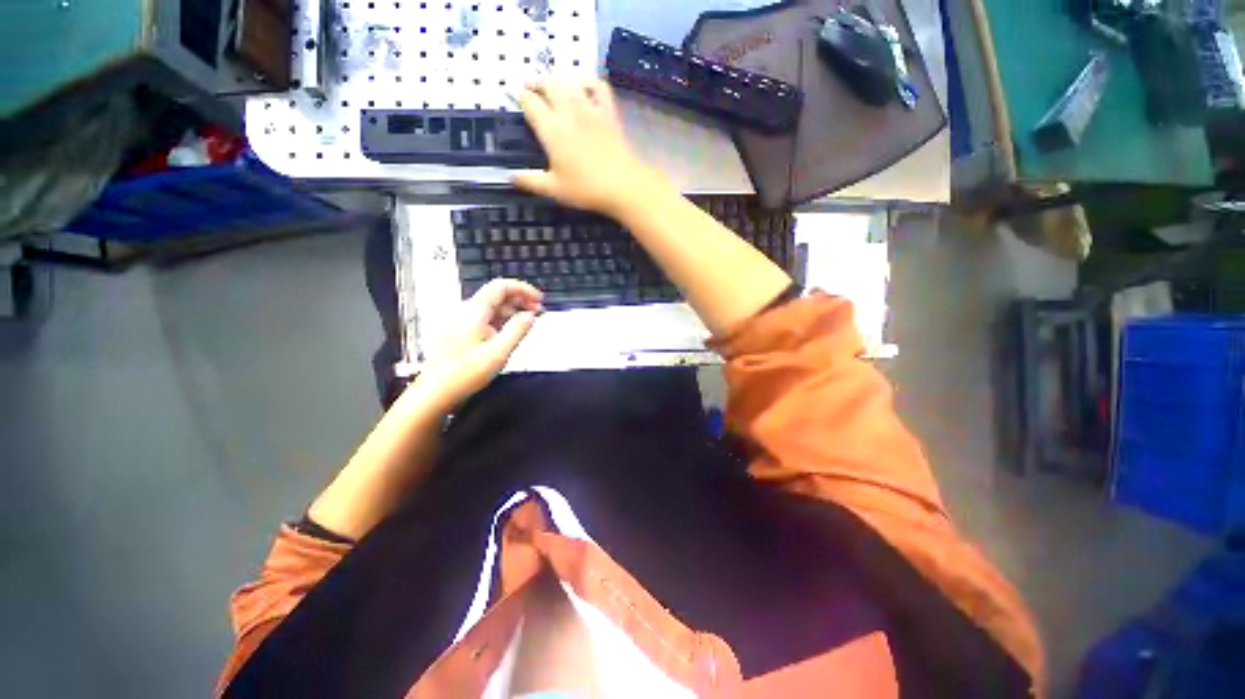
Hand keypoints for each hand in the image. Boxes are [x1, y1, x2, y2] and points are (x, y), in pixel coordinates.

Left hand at [414, 279, 542, 411]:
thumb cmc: (465, 374)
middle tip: (539, 312)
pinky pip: (487, 319)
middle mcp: (467, 312)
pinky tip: (513, 331)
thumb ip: (518, 330)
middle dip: (521, 300)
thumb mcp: (499, 352)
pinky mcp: (464, 333)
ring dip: (514, 311)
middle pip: (498, 295)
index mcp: (474, 311)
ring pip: (494, 308)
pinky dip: (504, 321)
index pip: (501, 286)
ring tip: (530, 322)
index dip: (523, 289)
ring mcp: (464, 322)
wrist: (436, 392)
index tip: (539, 300)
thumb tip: (531, 316)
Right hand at [513, 78, 665, 216]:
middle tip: (533, 87)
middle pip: (548, 84)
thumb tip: (509, 177)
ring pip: (570, 81)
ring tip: (555, 86)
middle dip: (537, 82)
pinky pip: (598, 86)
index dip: (522, 97)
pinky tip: (585, 88)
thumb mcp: (554, 189)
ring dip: (559, 80)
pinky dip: (589, 82)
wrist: (622, 185)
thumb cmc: (586, 189)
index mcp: (551, 129)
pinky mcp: (608, 111)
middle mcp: (568, 111)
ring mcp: (590, 108)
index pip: (530, 102)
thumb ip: (530, 181)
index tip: (519, 98)